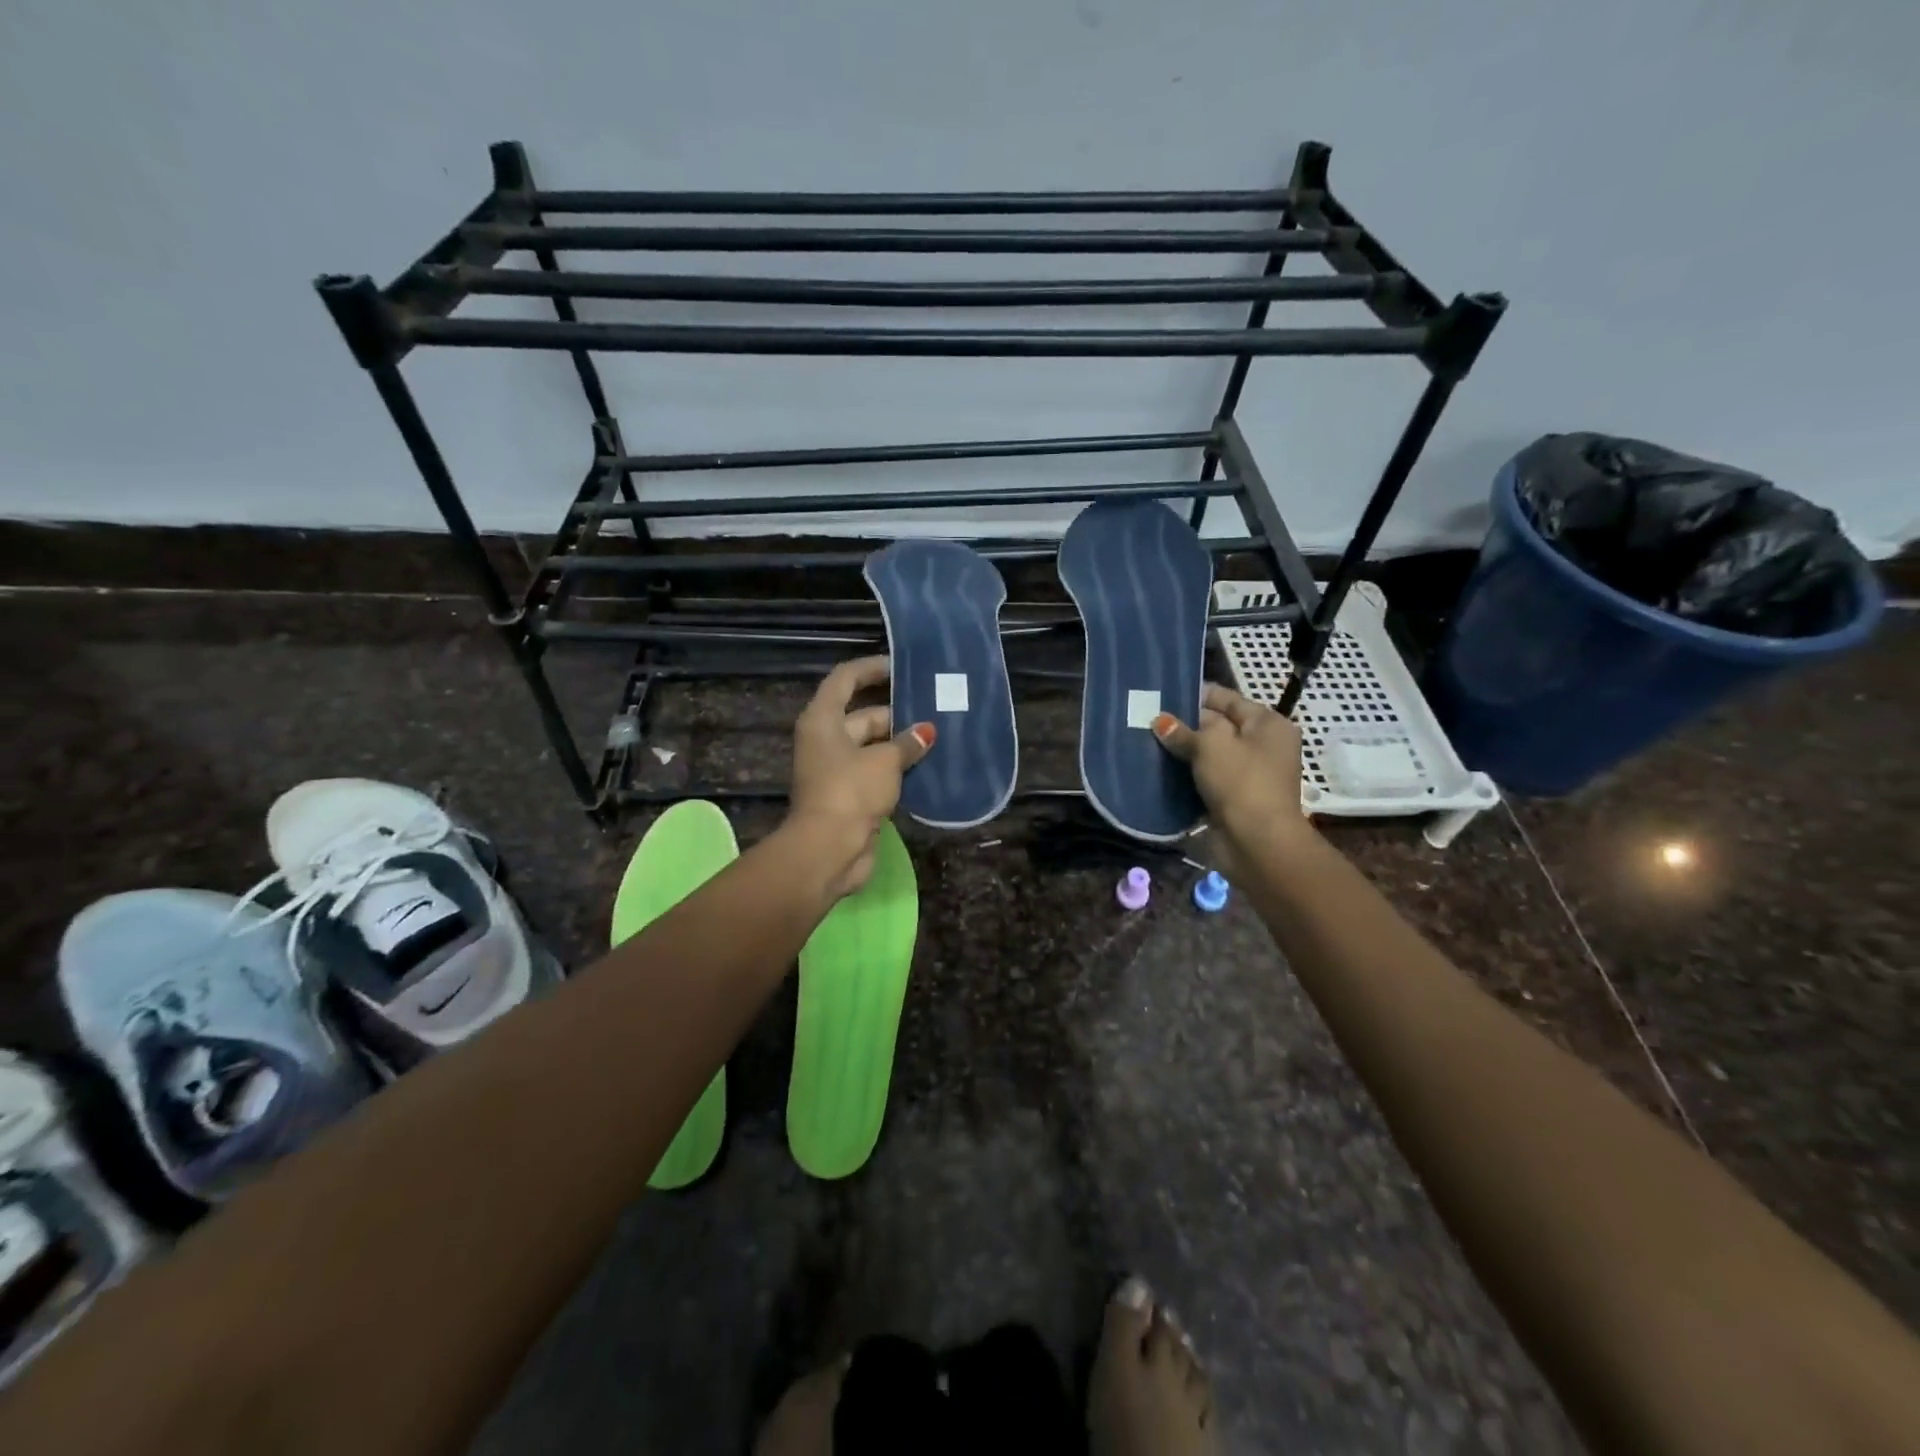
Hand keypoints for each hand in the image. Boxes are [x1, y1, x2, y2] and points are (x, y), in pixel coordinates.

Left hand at [787, 656, 934, 898]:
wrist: (829, 850)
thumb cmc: (851, 792)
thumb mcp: (884, 761)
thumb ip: (907, 743)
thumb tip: (927, 731)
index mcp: (823, 720)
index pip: (845, 679)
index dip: (871, 669)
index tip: (901, 666)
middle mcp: (826, 741)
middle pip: (863, 715)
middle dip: (897, 713)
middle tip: (935, 708)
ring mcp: (837, 770)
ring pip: (872, 747)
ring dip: (901, 744)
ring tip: (939, 735)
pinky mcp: (850, 796)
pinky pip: (877, 773)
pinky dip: (898, 769)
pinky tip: (929, 766)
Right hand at [1152, 683, 1307, 871]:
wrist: (1257, 842)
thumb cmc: (1241, 782)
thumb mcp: (1210, 745)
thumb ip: (1183, 730)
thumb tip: (1161, 721)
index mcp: (1268, 724)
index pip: (1228, 698)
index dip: (1196, 694)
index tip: (1163, 692)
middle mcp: (1263, 746)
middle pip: (1218, 726)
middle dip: (1185, 724)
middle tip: (1147, 718)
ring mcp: (1250, 774)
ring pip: (1209, 755)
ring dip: (1182, 752)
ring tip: (1146, 742)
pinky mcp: (1235, 799)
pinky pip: (1206, 779)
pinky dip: (1186, 776)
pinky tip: (1157, 770)